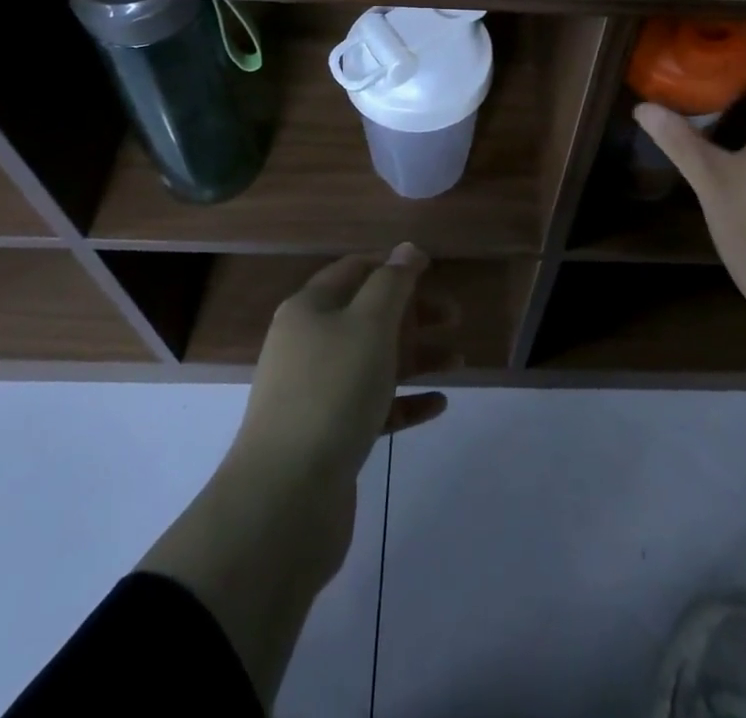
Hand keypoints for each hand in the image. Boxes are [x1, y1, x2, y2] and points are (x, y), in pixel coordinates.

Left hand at [232, 244, 450, 487]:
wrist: (286, 496)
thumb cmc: (332, 390)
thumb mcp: (369, 323)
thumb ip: (393, 282)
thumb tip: (407, 248)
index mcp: (310, 309)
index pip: (354, 270)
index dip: (392, 265)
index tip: (432, 269)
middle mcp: (308, 344)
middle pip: (367, 316)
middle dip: (412, 313)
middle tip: (454, 316)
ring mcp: (316, 392)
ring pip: (374, 361)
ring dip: (416, 357)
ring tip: (459, 361)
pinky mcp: (328, 435)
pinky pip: (373, 407)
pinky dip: (404, 401)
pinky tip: (438, 405)